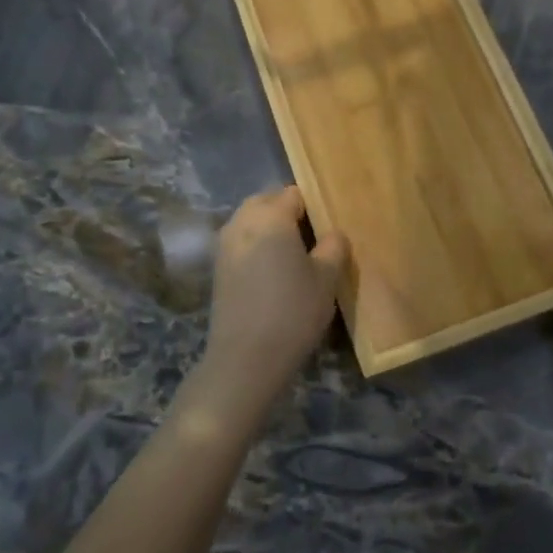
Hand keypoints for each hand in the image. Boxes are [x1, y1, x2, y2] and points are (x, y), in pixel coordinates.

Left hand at [201, 187, 348, 389]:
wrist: (245, 359)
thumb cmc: (293, 311)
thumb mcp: (327, 278)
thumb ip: (334, 246)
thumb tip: (333, 234)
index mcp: (270, 216)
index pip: (295, 193)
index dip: (314, 206)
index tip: (328, 228)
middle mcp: (242, 222)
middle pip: (268, 201)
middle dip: (289, 213)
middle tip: (313, 240)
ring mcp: (225, 244)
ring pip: (251, 221)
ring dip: (271, 230)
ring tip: (294, 257)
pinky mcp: (218, 268)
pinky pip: (242, 242)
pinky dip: (257, 247)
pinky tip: (274, 273)